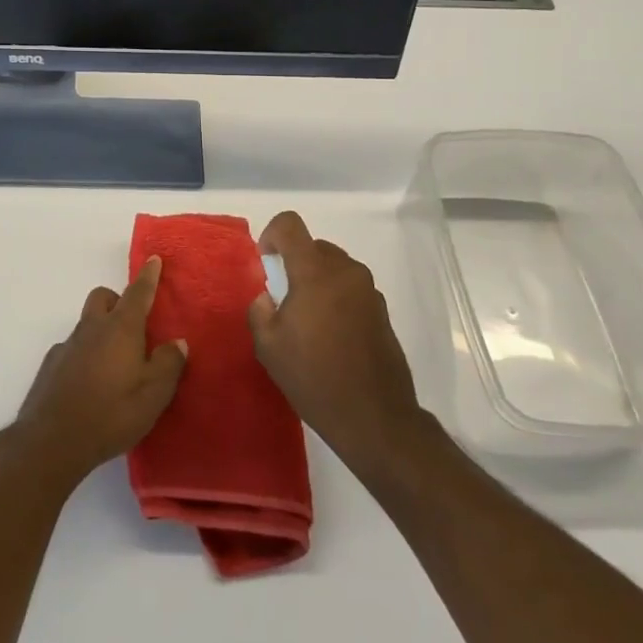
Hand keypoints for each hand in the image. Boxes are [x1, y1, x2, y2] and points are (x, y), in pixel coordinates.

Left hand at [13, 257, 188, 488]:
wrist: (52, 441)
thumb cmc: (110, 414)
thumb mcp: (153, 395)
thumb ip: (169, 364)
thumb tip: (177, 342)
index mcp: (121, 329)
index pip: (138, 293)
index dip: (148, 276)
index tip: (153, 259)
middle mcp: (92, 329)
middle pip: (103, 298)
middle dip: (118, 300)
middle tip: (133, 325)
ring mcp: (67, 345)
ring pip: (86, 323)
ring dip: (101, 330)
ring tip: (114, 362)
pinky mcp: (50, 365)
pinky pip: (72, 348)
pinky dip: (84, 354)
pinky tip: (89, 383)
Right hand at [248, 211, 422, 467]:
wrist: (374, 417)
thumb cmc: (314, 378)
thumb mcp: (268, 347)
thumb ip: (260, 310)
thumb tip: (267, 297)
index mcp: (315, 272)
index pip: (290, 225)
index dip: (272, 234)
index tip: (266, 263)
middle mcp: (346, 271)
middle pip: (314, 246)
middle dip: (295, 263)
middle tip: (284, 299)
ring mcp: (369, 290)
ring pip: (334, 267)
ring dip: (317, 281)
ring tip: (308, 321)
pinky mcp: (382, 310)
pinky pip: (351, 288)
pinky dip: (336, 298)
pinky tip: (332, 336)